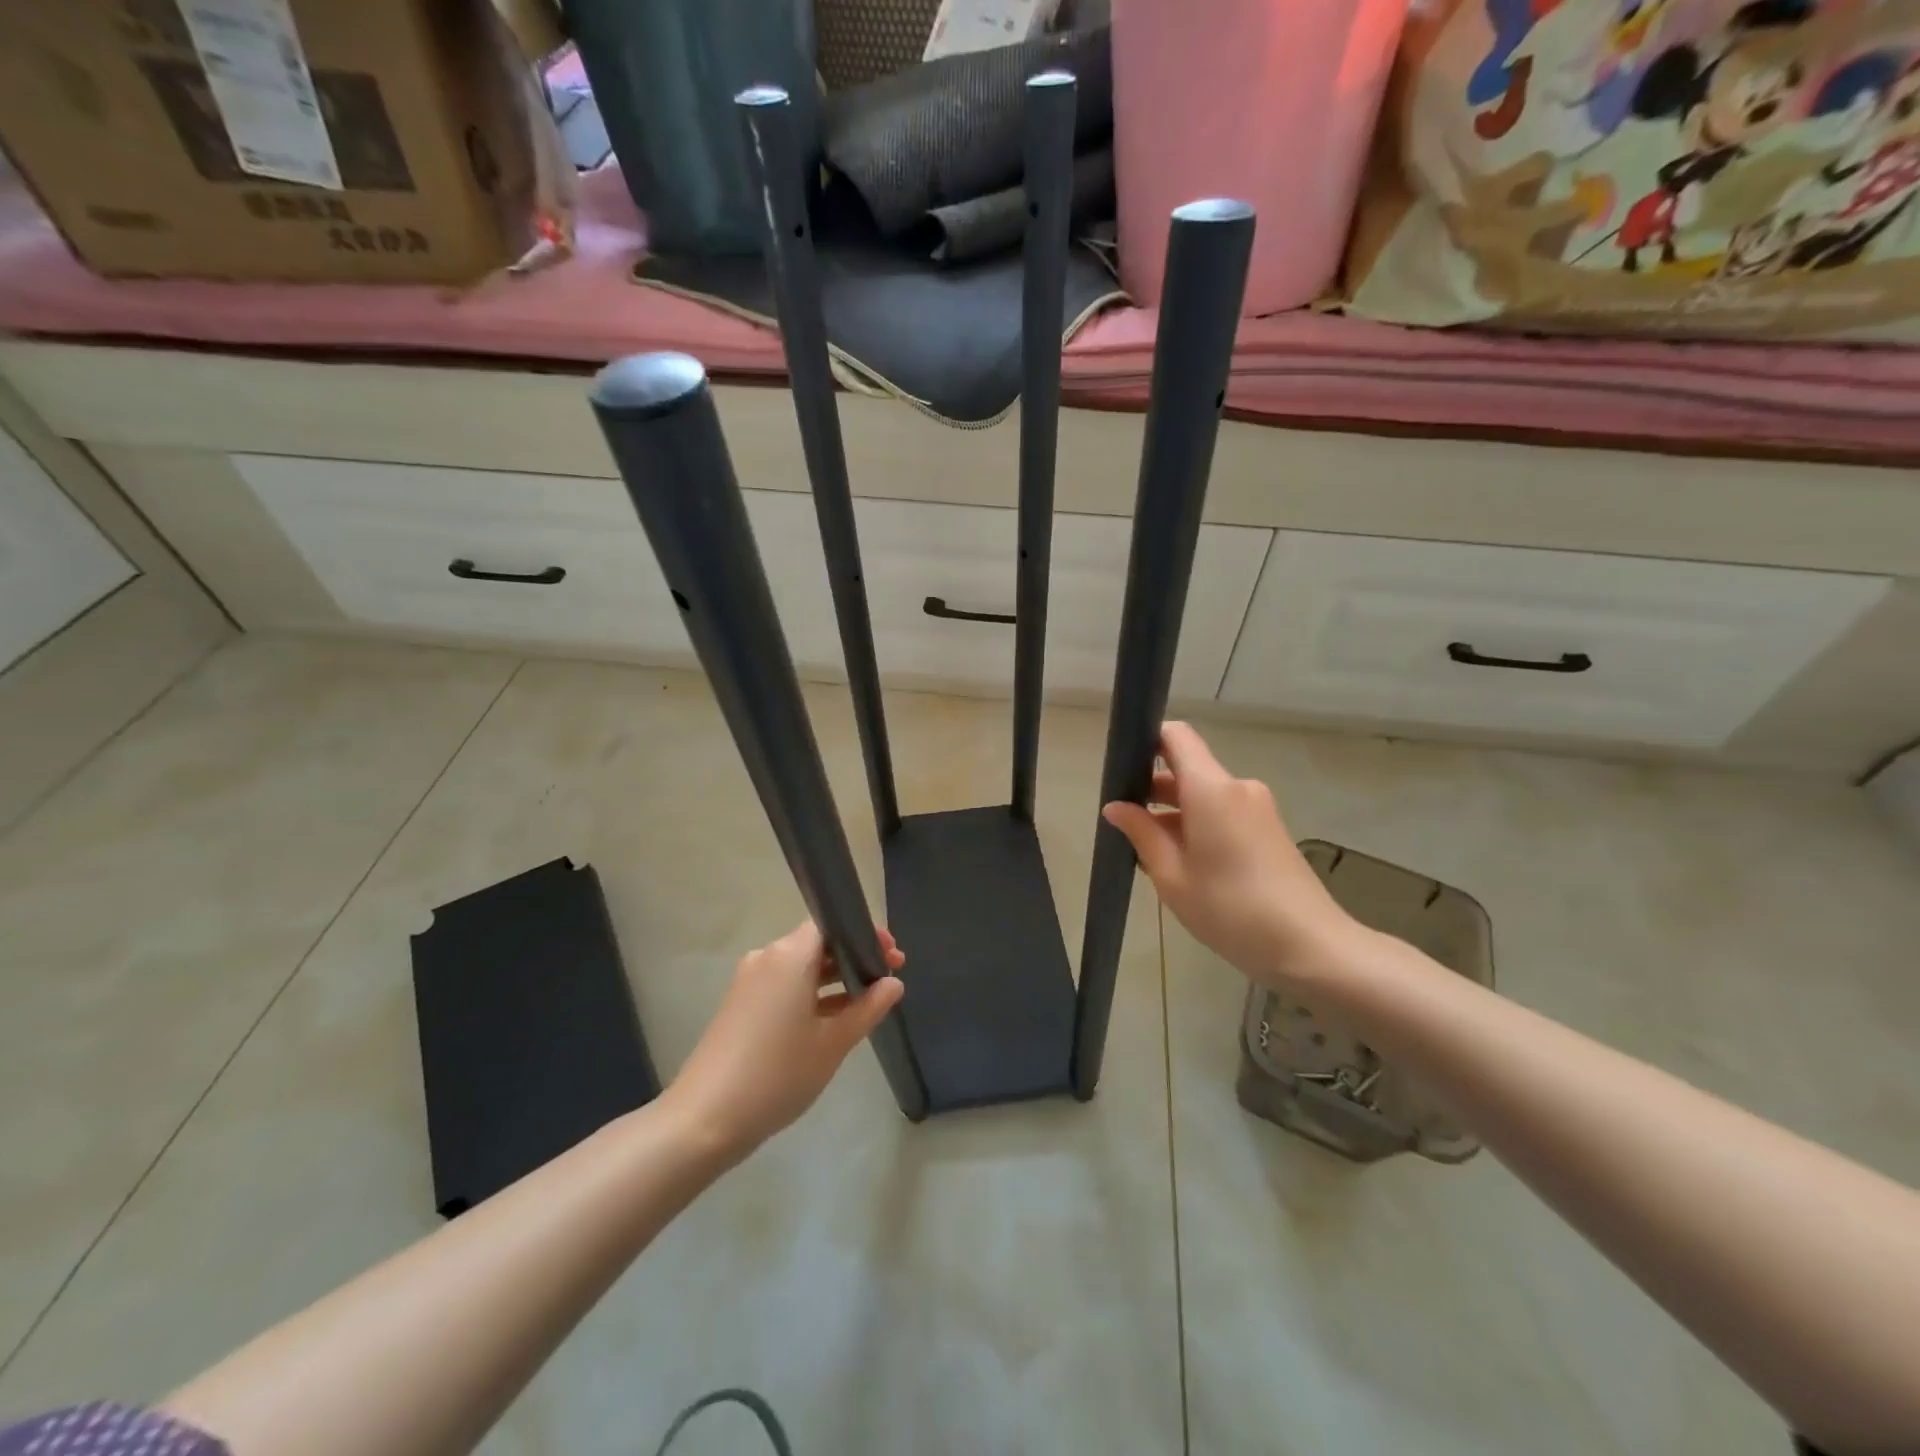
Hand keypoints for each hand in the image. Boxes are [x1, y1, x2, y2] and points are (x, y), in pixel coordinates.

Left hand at [665, 921, 904, 1157]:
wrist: (704, 1119)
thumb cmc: (777, 1074)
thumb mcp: (833, 1043)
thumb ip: (868, 1008)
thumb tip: (894, 983)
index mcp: (789, 956)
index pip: (831, 924)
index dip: (865, 934)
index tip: (893, 956)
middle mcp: (767, 957)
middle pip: (817, 943)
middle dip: (854, 957)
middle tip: (889, 978)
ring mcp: (750, 981)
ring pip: (801, 966)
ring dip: (834, 978)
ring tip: (868, 1001)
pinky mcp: (741, 1005)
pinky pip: (785, 985)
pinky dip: (811, 994)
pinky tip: (834, 1020)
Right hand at [1103, 722, 1361, 991]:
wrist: (1310, 948)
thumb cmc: (1231, 910)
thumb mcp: (1172, 876)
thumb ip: (1141, 834)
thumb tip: (1115, 807)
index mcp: (1212, 789)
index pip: (1176, 736)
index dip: (1147, 742)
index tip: (1122, 771)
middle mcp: (1237, 788)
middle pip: (1188, 769)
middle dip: (1153, 790)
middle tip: (1123, 825)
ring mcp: (1258, 809)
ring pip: (1204, 796)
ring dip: (1175, 814)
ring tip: (1149, 854)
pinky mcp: (1269, 830)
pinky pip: (1223, 813)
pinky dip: (1198, 827)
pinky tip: (1184, 866)